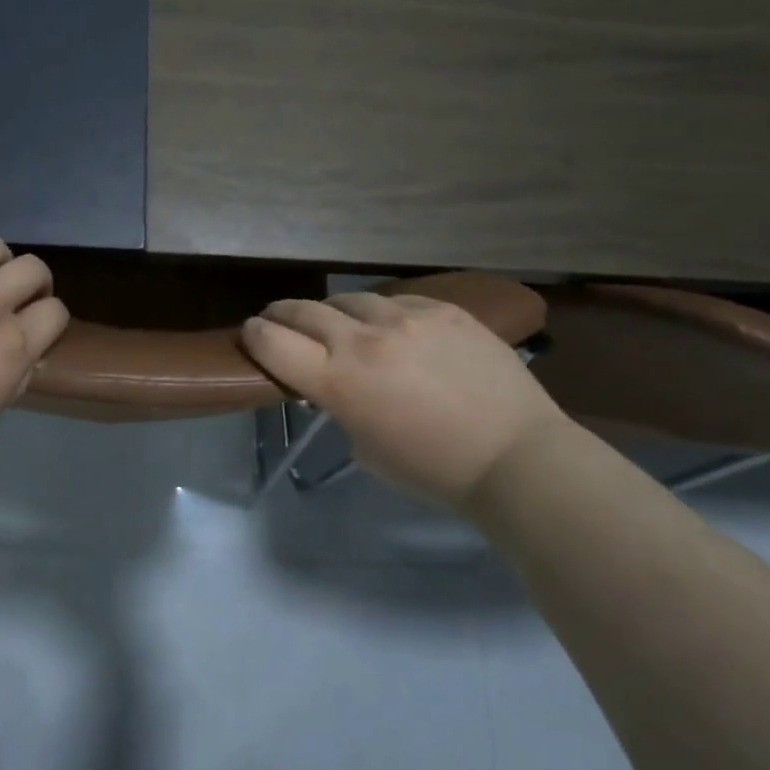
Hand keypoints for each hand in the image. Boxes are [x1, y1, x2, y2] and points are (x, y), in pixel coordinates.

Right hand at [241, 293, 569, 509]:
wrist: (517, 457)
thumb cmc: (434, 471)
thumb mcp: (365, 449)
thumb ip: (340, 407)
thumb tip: (335, 385)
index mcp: (338, 381)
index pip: (272, 342)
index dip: (254, 336)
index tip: (252, 334)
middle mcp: (364, 339)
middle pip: (303, 311)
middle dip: (281, 314)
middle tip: (277, 319)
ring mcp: (406, 318)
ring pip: (349, 298)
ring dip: (333, 311)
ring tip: (337, 321)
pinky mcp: (443, 309)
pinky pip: (397, 300)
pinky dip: (382, 313)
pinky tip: (391, 326)